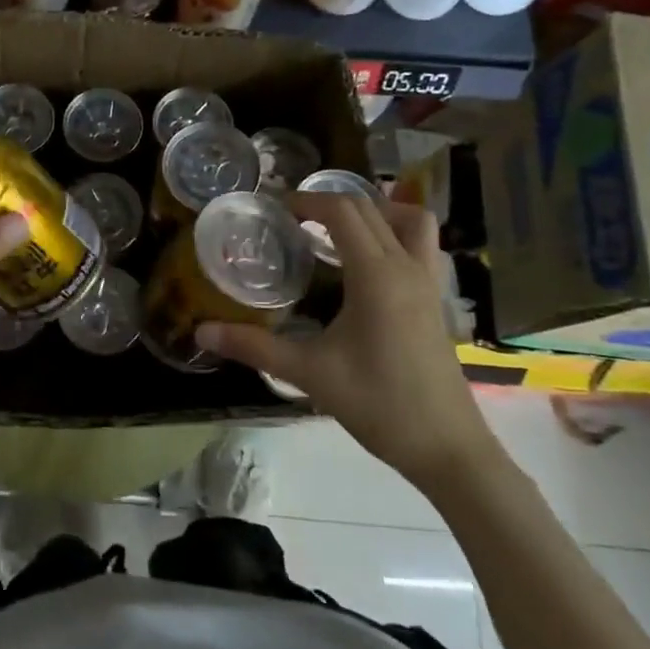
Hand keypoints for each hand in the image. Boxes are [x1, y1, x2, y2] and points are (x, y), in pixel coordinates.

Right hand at [196, 194, 500, 493]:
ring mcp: (428, 282)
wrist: (447, 448)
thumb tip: (201, 332)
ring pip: (409, 221)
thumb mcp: (309, 373)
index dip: (306, 200)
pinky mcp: (435, 300)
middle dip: (328, 202)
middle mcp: (406, 267)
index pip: (342, 211)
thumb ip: (254, 346)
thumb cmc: (379, 404)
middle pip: (370, 208)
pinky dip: (393, 235)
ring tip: (336, 230)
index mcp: (376, 275)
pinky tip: (364, 266)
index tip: (273, 208)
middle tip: (291, 218)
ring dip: (373, 211)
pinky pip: (420, 245)